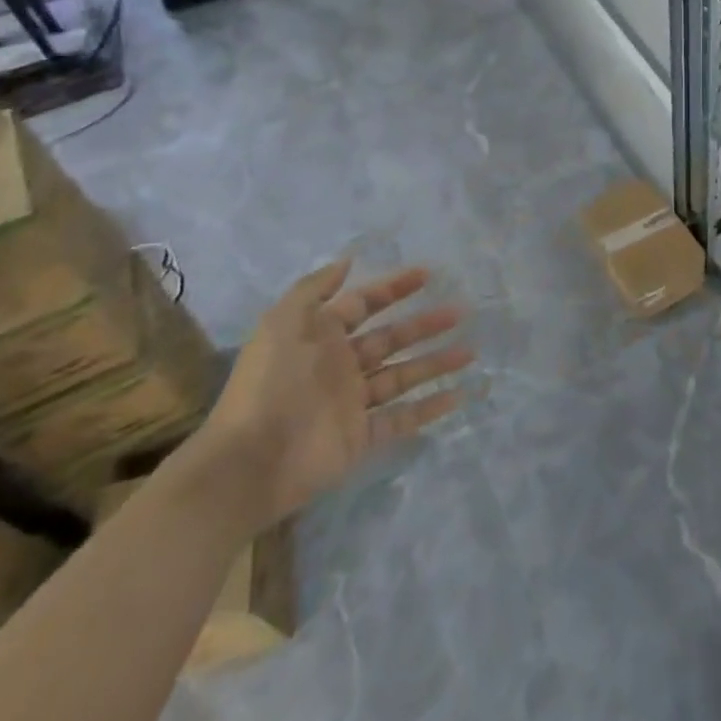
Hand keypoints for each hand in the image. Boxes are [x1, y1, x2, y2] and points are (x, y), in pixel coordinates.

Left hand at [188, 260, 473, 531]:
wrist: (250, 460)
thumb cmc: (270, 383)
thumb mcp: (283, 322)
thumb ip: (315, 288)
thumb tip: (349, 260)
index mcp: (322, 337)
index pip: (364, 305)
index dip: (394, 289)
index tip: (428, 275)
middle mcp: (341, 366)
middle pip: (391, 339)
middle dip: (425, 324)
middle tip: (460, 311)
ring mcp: (352, 403)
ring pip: (403, 376)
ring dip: (436, 364)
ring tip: (470, 352)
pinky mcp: (360, 437)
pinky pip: (401, 419)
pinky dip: (428, 409)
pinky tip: (459, 396)